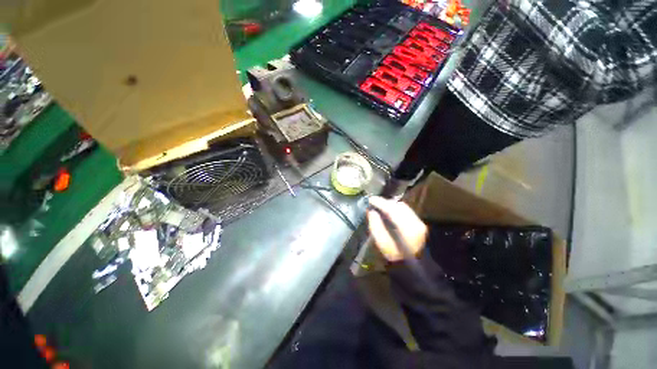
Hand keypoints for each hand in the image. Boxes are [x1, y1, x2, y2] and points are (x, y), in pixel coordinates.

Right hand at [367, 196, 427, 261]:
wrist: (413, 266)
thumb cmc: (395, 256)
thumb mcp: (382, 243)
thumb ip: (375, 226)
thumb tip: (371, 211)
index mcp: (407, 229)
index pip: (392, 210)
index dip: (381, 203)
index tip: (370, 199)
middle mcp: (416, 223)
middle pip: (398, 206)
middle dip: (385, 202)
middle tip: (374, 202)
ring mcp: (419, 222)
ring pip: (403, 207)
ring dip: (391, 205)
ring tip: (380, 206)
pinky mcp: (420, 223)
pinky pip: (406, 210)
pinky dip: (396, 208)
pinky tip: (389, 211)